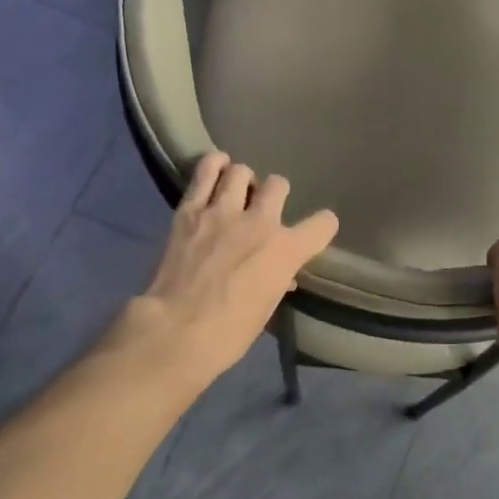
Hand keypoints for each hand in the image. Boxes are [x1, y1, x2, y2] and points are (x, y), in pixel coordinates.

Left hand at [123, 151, 337, 386]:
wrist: (176, 330)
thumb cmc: (228, 333)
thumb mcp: (265, 309)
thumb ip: (277, 281)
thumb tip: (281, 276)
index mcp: (286, 250)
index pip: (323, 223)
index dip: (322, 225)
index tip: (316, 230)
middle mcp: (260, 221)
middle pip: (278, 185)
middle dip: (275, 193)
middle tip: (263, 207)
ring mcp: (223, 211)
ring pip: (242, 172)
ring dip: (243, 179)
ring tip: (235, 190)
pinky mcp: (190, 209)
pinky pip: (205, 172)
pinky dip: (213, 165)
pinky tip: (216, 167)